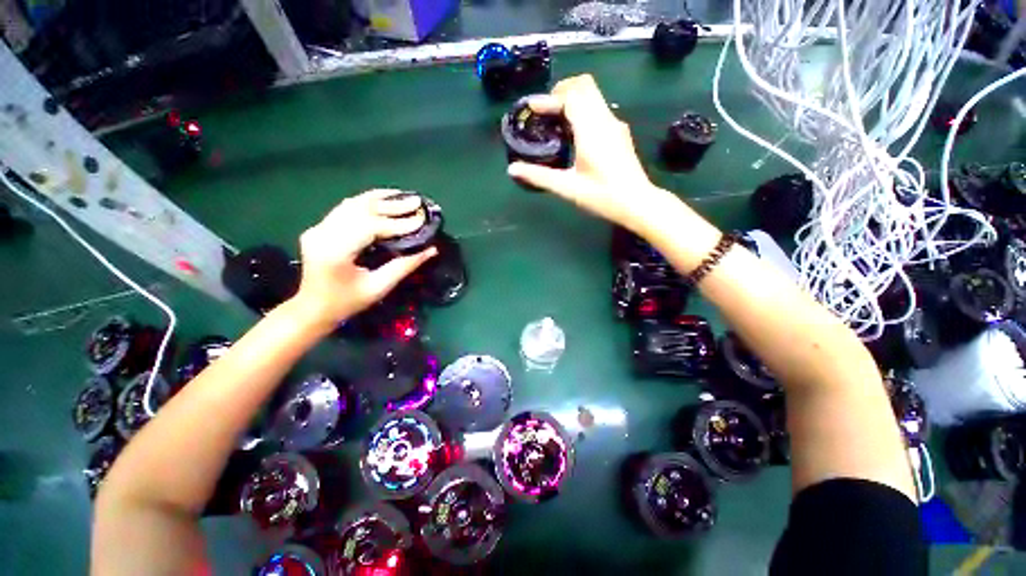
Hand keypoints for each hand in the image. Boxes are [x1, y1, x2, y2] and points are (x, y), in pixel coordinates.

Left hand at [290, 189, 436, 327]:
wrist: (312, 308)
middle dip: (392, 205)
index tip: (422, 220)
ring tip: (404, 196)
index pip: (370, 227)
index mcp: (335, 251)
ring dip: (381, 199)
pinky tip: (383, 199)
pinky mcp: (321, 227)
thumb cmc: (346, 303)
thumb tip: (431, 250)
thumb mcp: (379, 288)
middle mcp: (323, 233)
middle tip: (417, 201)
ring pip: (353, 204)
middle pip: (361, 210)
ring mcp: (319, 228)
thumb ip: (405, 266)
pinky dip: (367, 202)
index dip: (398, 223)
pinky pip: (347, 208)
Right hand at [506, 75, 674, 230]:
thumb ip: (539, 176)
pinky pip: (598, 110)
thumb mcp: (567, 187)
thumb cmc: (602, 196)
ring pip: (593, 96)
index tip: (533, 108)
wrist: (637, 202)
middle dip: (561, 91)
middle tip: (544, 111)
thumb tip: (512, 169)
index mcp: (591, 129)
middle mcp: (605, 120)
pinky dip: (582, 111)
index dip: (549, 98)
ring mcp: (615, 125)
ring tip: (555, 121)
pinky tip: (574, 134)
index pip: (571, 96)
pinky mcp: (619, 133)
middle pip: (584, 86)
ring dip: (573, 100)